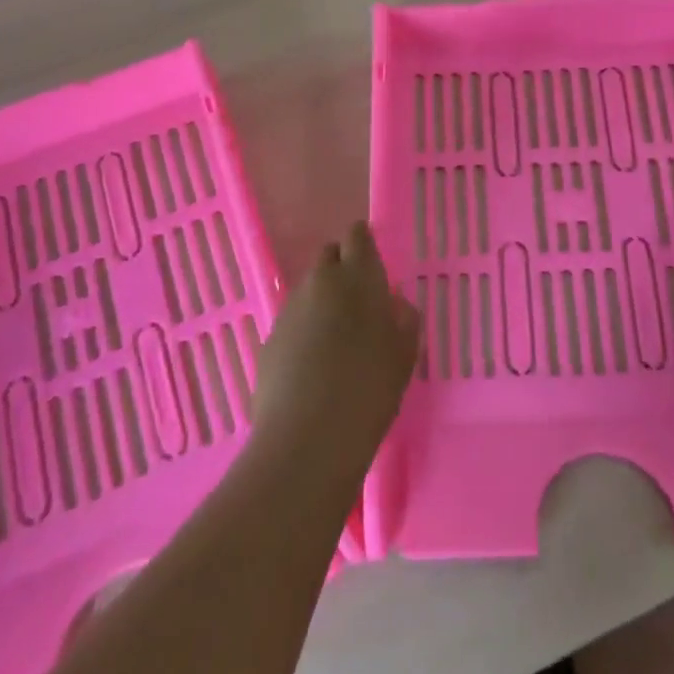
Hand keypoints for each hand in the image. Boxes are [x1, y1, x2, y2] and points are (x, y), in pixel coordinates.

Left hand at [251, 223, 419, 473]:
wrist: (308, 437)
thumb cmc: (370, 388)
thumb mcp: (404, 353)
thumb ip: (403, 319)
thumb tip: (392, 304)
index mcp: (357, 276)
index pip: (357, 236)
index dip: (363, 242)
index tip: (372, 259)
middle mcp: (320, 282)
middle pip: (328, 256)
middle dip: (342, 267)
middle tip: (358, 298)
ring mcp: (289, 309)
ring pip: (309, 289)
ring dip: (322, 300)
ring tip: (337, 336)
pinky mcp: (269, 339)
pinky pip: (292, 321)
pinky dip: (305, 329)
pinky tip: (314, 363)